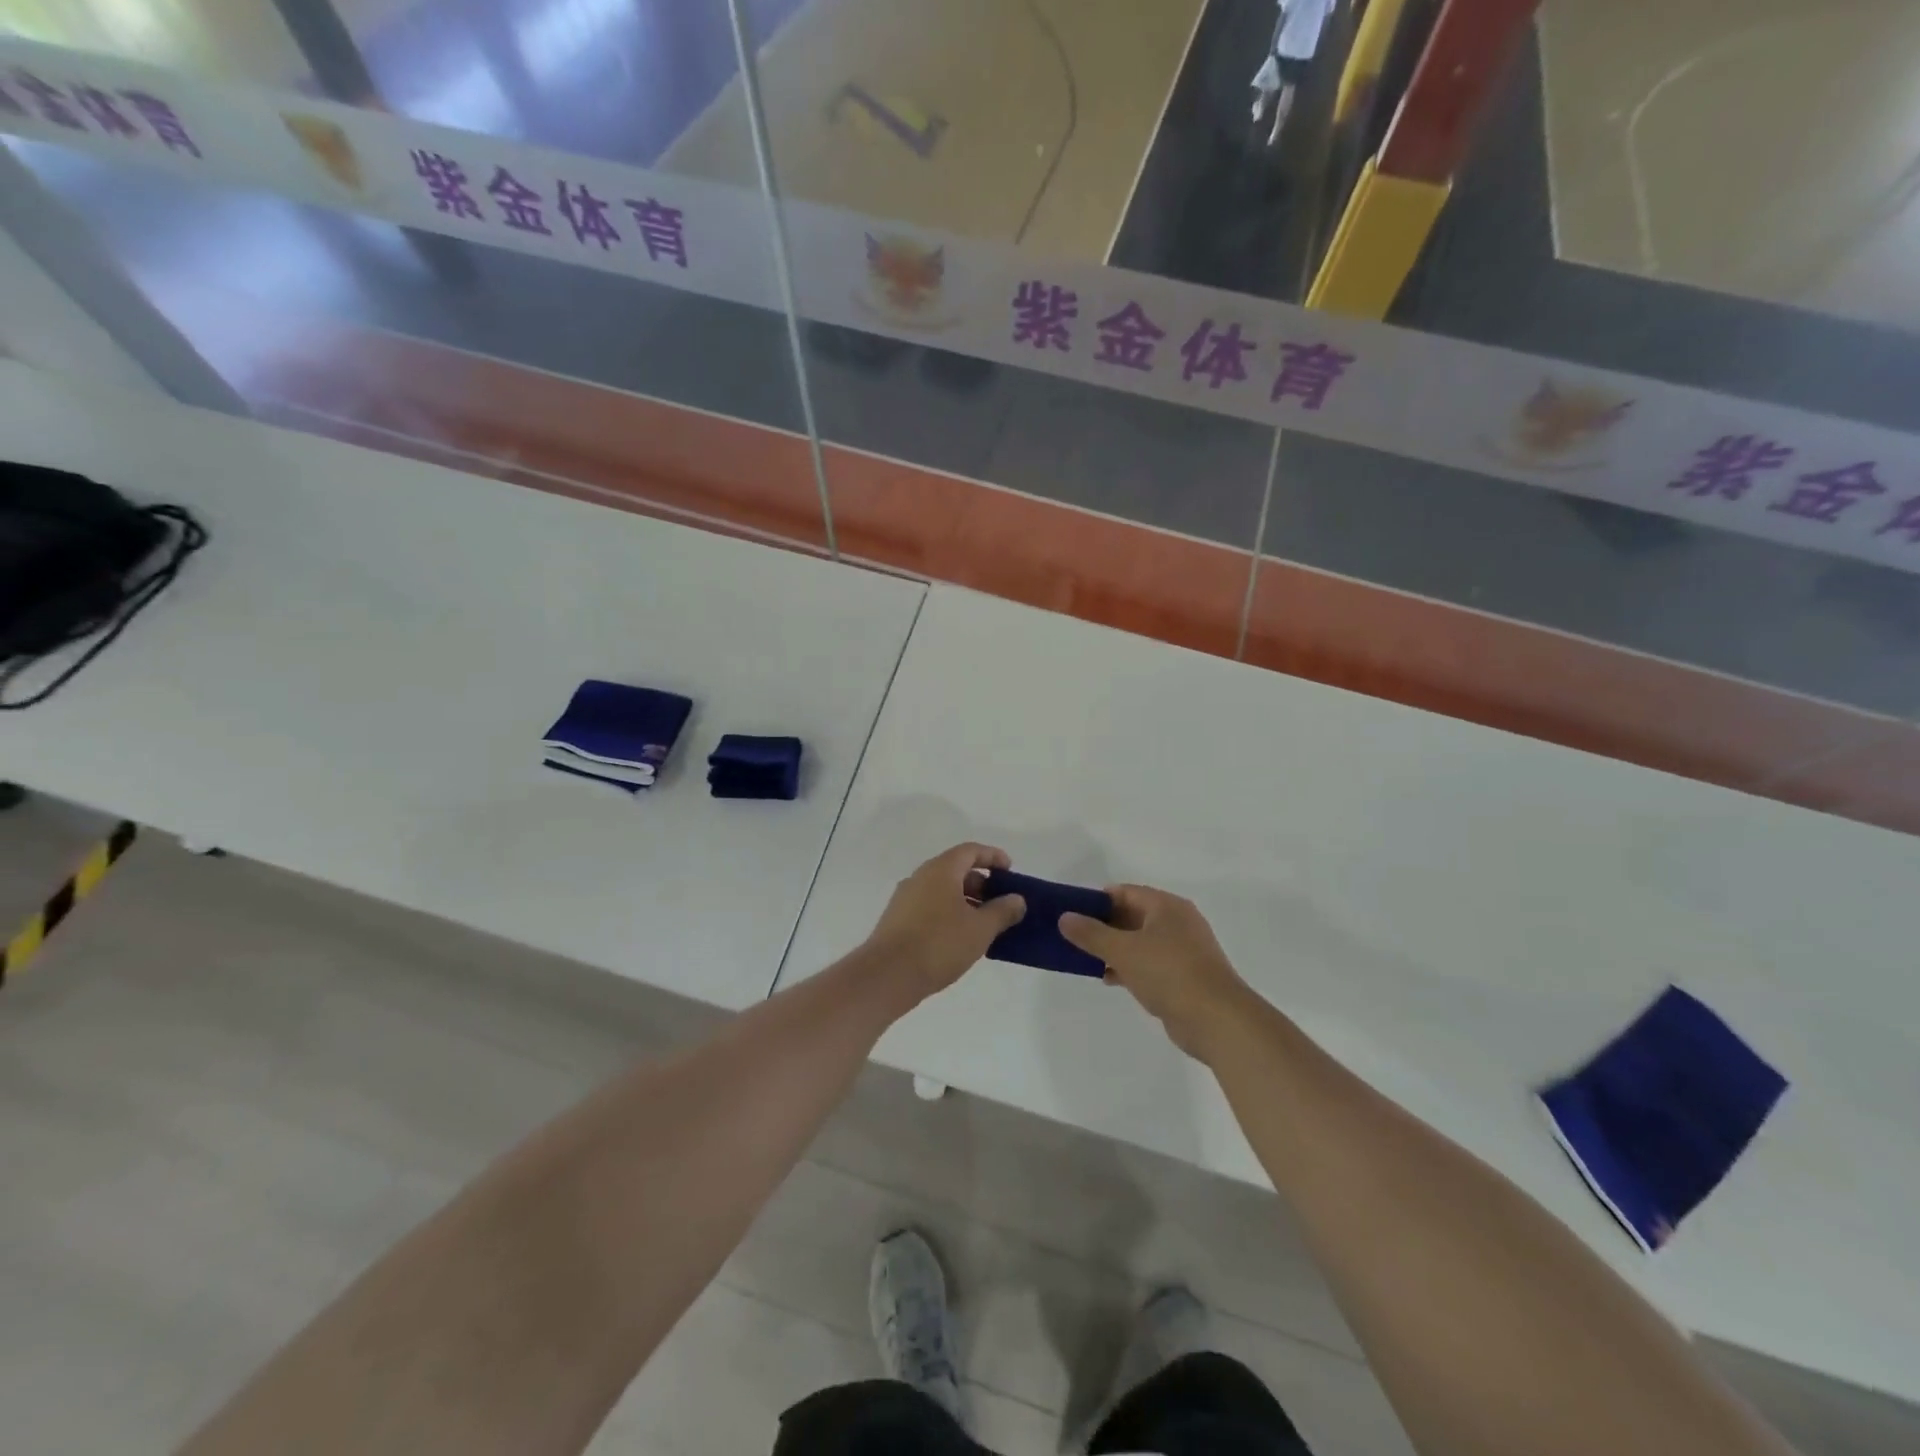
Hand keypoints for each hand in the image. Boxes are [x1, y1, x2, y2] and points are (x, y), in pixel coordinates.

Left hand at [864, 844, 1026, 999]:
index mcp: (941, 870)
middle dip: (981, 883)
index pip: (970, 851)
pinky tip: (959, 938)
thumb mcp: (980, 929)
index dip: (993, 856)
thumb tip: (1017, 899)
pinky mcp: (897, 919)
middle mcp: (920, 876)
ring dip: (965, 900)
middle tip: (1000, 902)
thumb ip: (1002, 911)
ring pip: (942, 890)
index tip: (1010, 870)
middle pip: (955, 869)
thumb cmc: (939, 944)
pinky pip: (930, 905)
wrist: (887, 975)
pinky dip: (949, 912)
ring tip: (984, 924)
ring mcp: (905, 897)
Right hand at [1060, 887, 1250, 1059]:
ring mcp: (1183, 950)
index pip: (1125, 892)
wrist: (1217, 1019)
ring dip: (1115, 948)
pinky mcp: (1185, 976)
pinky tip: (1110, 979)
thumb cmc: (1169, 973)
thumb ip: (1091, 934)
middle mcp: (1177, 922)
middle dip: (1103, 925)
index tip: (1071, 912)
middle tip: (1074, 936)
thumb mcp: (1123, 950)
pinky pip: (1150, 963)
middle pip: (1132, 915)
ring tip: (1086, 958)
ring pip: (1140, 941)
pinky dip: (1130, 967)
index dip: (1097, 900)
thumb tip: (1064, 917)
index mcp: (1166, 906)